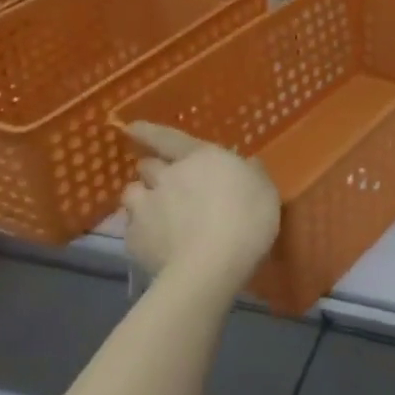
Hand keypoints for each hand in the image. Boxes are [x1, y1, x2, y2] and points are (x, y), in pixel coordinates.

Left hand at [122, 123, 280, 293]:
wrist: (210, 266)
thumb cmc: (246, 219)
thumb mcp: (265, 191)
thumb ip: (252, 174)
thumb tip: (248, 164)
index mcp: (200, 157)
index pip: (168, 137)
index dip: (149, 132)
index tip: (131, 128)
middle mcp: (167, 175)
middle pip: (147, 165)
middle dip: (153, 171)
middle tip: (164, 183)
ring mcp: (146, 207)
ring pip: (131, 193)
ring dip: (141, 198)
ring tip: (152, 213)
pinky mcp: (133, 240)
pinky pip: (130, 228)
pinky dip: (139, 232)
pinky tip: (152, 244)